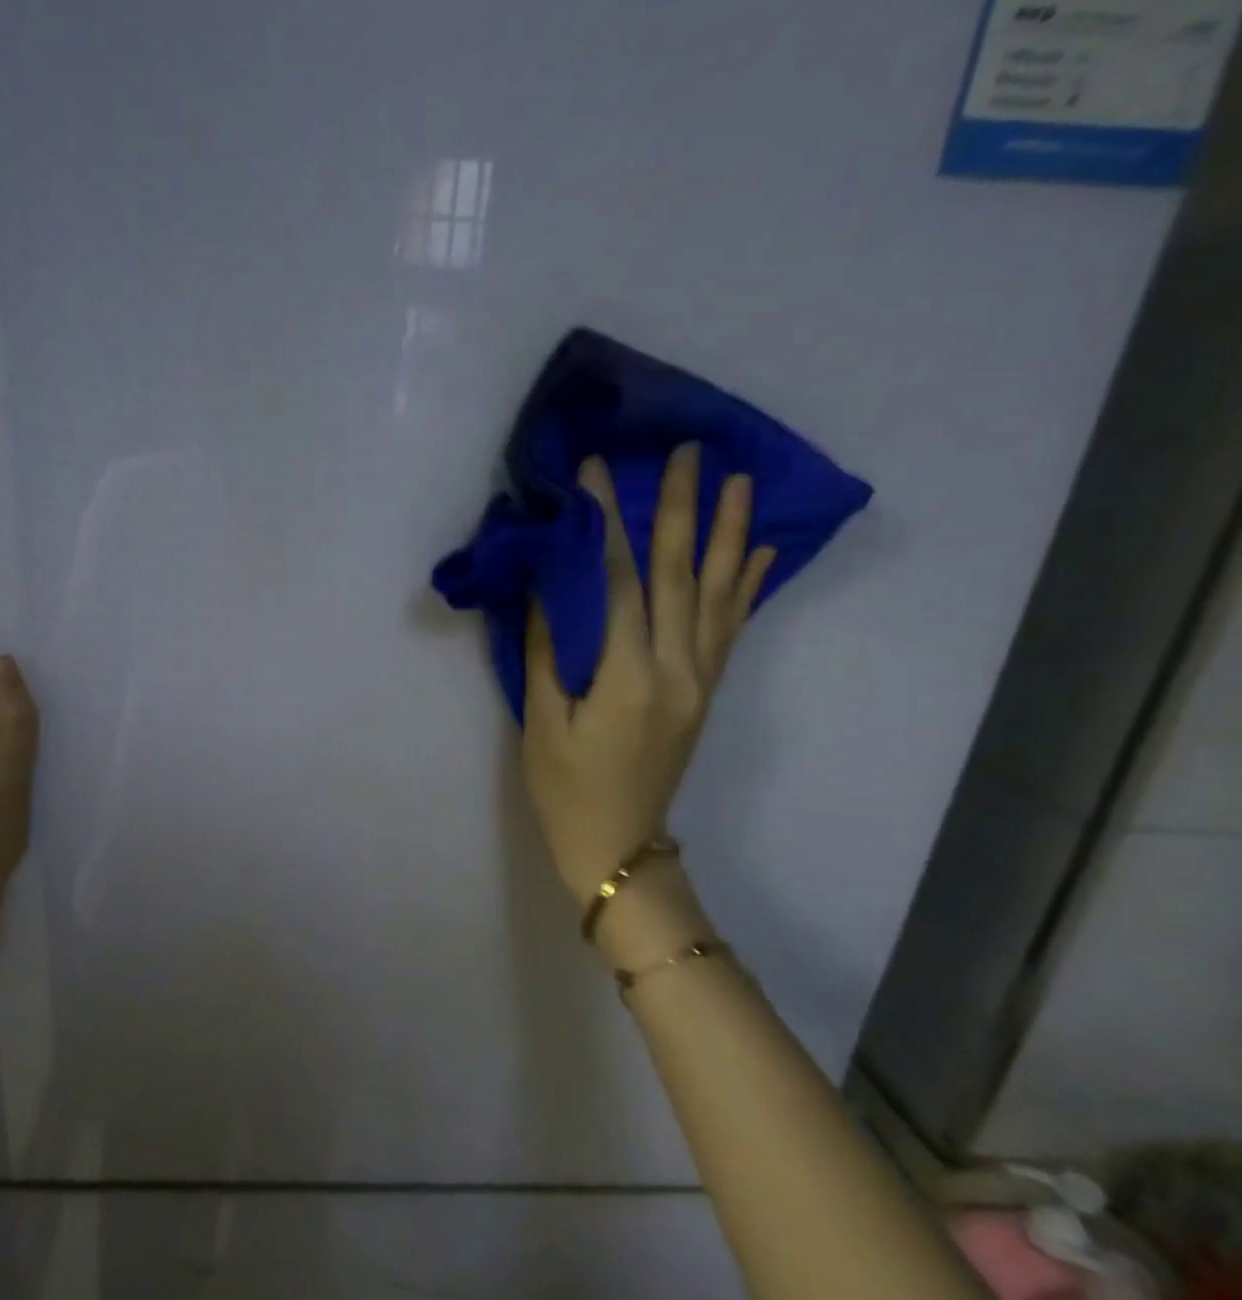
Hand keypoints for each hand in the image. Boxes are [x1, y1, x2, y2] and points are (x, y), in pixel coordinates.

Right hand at [522, 445, 773, 900]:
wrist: (618, 846)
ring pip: (719, 595)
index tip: (598, 473)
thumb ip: (549, 649)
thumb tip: (551, 583)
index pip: (621, 583)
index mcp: (629, 679)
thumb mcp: (542, 722)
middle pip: (681, 576)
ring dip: (729, 534)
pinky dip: (745, 585)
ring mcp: (701, 680)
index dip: (609, 524)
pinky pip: (731, 628)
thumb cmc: (565, 788)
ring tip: (739, 481)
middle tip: (688, 453)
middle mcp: (678, 670)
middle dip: (682, 510)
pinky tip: (757, 551)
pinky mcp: (706, 691)